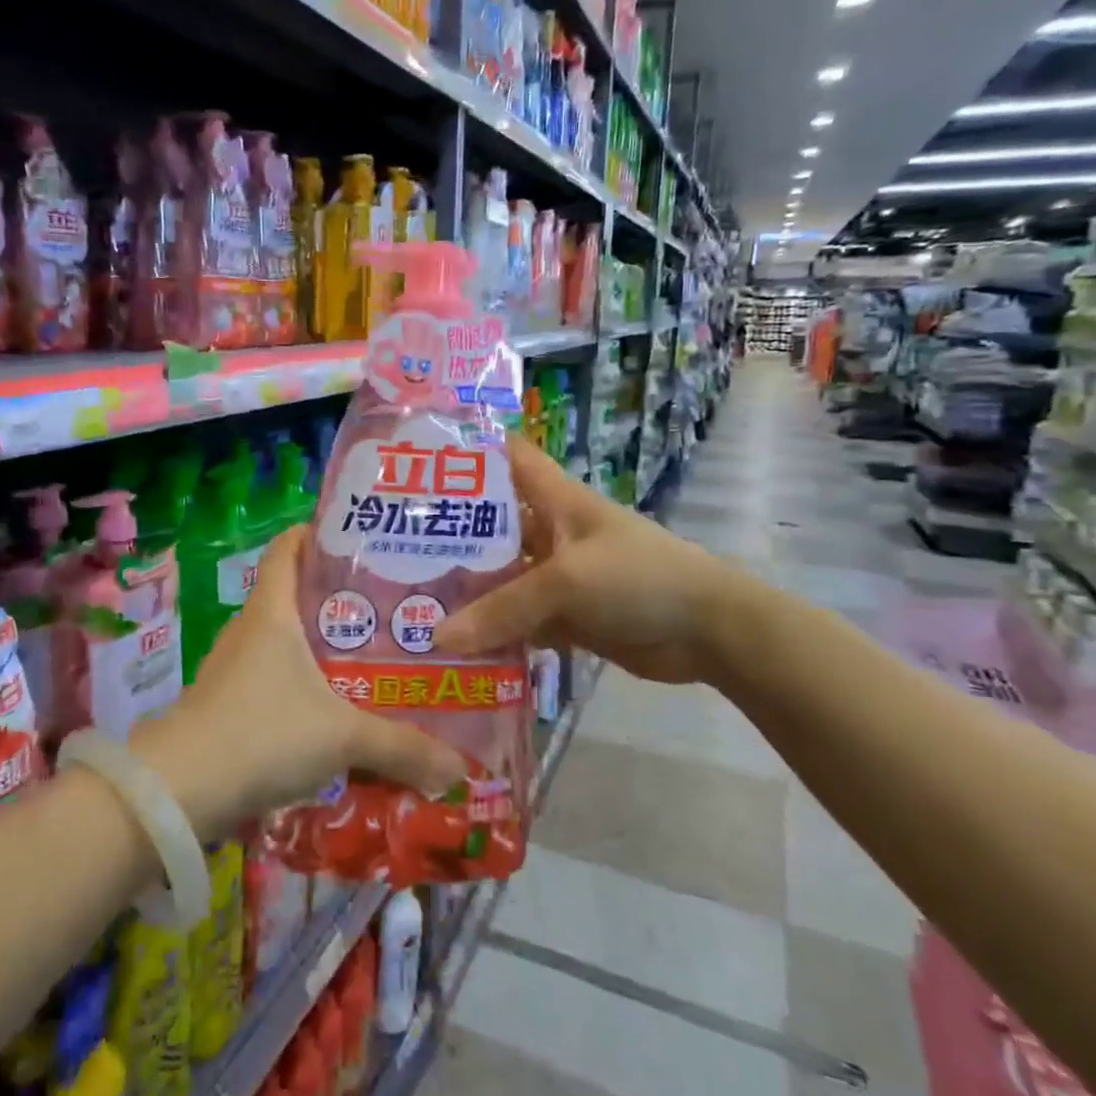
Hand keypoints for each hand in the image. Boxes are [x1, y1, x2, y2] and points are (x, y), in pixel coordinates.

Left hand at [132, 525, 465, 839]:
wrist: (181, 791)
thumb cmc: (264, 732)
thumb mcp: (342, 737)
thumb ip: (402, 748)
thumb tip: (460, 767)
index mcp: (272, 611)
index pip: (287, 548)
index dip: (315, 534)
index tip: (357, 538)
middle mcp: (250, 629)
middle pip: (294, 595)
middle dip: (338, 598)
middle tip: (390, 607)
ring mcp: (233, 667)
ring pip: (284, 641)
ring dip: (321, 647)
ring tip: (370, 657)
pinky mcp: (227, 703)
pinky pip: (273, 679)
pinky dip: (302, 684)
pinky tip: (332, 711)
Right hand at [432, 436, 749, 684]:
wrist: (707, 631)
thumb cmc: (638, 577)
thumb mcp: (566, 583)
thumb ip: (503, 609)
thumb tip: (437, 638)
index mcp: (553, 499)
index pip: (506, 457)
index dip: (467, 450)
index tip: (415, 459)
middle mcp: (548, 531)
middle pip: (490, 525)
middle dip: (446, 535)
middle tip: (387, 547)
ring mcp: (555, 575)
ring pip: (499, 578)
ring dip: (464, 591)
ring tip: (407, 600)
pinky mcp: (564, 615)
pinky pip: (517, 620)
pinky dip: (491, 631)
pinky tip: (451, 645)